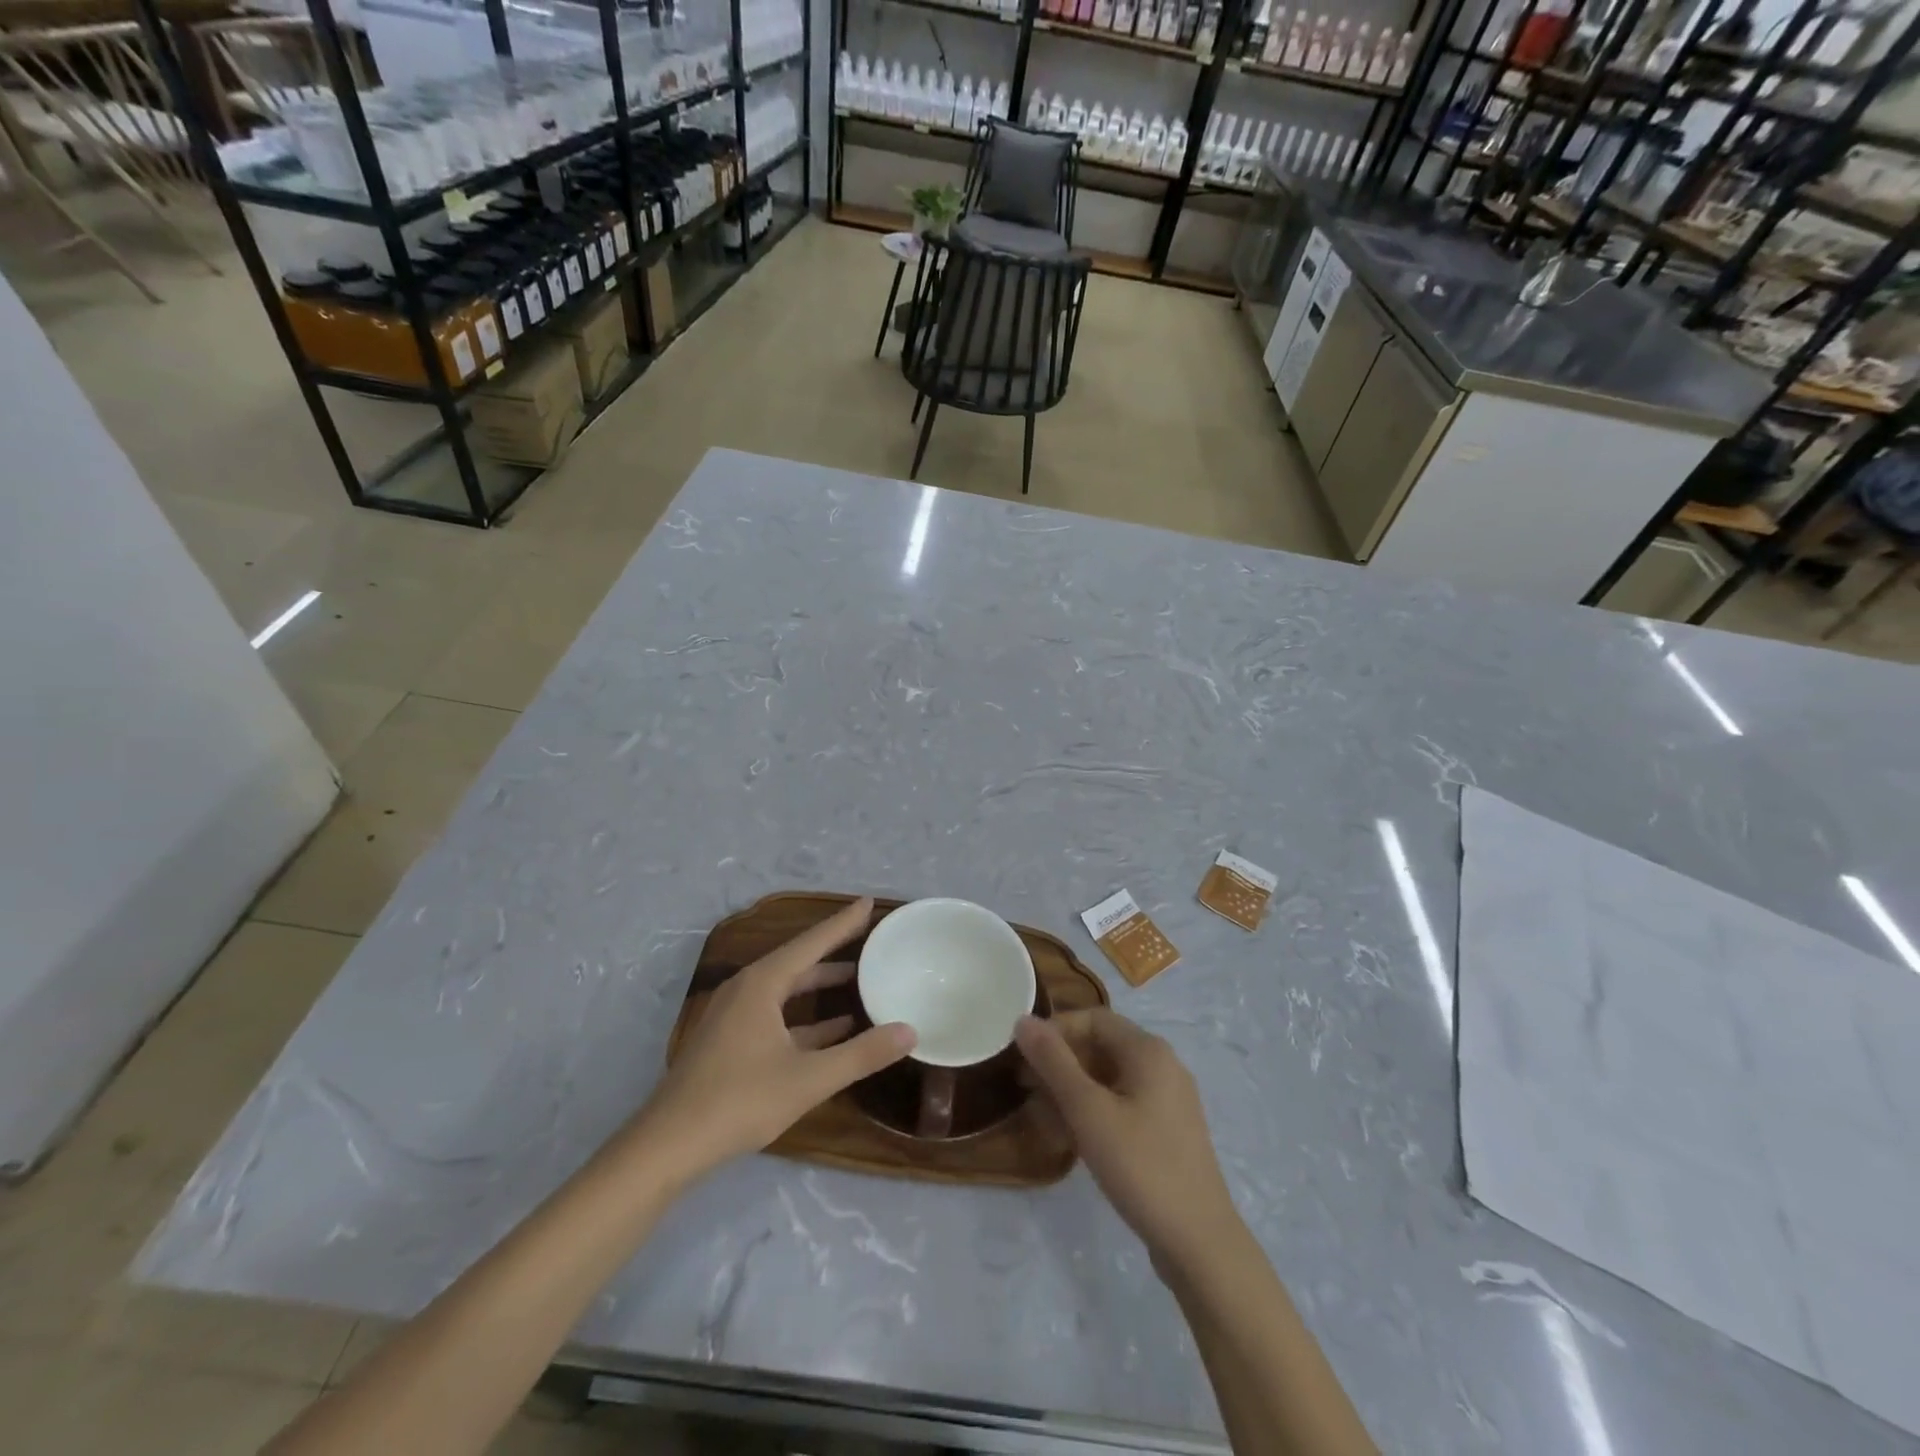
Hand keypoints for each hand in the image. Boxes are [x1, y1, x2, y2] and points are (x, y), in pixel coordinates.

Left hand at [640, 898, 914, 1178]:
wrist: (669, 1145)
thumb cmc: (740, 1101)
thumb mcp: (809, 1079)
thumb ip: (861, 1055)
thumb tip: (910, 1032)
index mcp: (762, 984)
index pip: (811, 942)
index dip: (843, 923)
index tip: (868, 902)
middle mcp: (746, 989)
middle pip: (798, 960)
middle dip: (833, 949)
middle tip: (868, 938)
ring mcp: (734, 1015)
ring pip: (786, 988)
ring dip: (820, 984)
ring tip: (857, 979)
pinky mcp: (730, 1040)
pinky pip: (776, 1013)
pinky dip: (805, 1016)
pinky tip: (833, 1029)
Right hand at [1016, 1009, 1240, 1267]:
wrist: (1200, 1243)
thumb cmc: (1140, 1166)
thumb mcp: (1088, 1111)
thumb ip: (1053, 1062)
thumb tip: (1022, 1020)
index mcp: (1148, 1050)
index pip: (1092, 1019)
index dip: (1055, 1031)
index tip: (1023, 1058)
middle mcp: (1162, 1065)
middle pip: (1101, 1046)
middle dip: (1060, 1063)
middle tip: (1025, 1088)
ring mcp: (1169, 1099)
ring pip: (1110, 1078)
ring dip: (1072, 1090)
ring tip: (1041, 1116)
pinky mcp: (1168, 1131)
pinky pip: (1123, 1104)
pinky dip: (1094, 1111)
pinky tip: (1071, 1138)